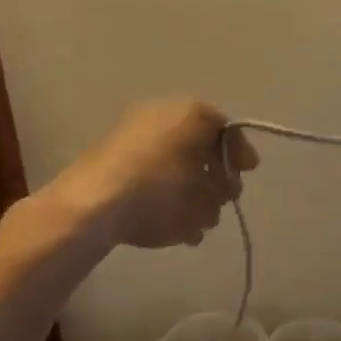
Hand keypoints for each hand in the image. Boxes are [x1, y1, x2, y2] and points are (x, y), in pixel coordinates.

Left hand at [52, 98, 259, 249]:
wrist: (92, 204)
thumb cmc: (161, 189)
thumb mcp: (205, 188)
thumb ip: (224, 180)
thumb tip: (225, 180)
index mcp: (187, 112)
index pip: (224, 127)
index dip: (239, 151)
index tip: (248, 174)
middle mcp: (159, 117)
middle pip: (200, 146)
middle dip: (215, 177)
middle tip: (223, 201)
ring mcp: (130, 139)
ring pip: (175, 165)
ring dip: (193, 193)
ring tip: (200, 224)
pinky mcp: (109, 164)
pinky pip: (150, 177)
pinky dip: (166, 198)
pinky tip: (176, 228)